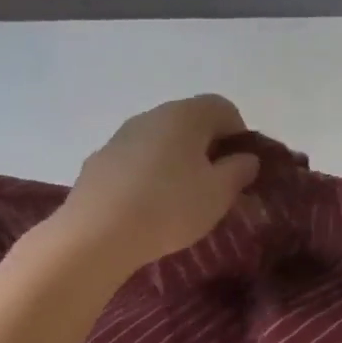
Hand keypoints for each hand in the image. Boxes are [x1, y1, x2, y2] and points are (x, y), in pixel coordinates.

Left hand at [59, 95, 259, 271]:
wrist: (95, 234)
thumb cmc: (170, 207)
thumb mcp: (219, 194)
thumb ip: (239, 171)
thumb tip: (245, 158)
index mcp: (185, 115)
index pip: (223, 108)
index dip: (239, 135)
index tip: (241, 168)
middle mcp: (151, 115)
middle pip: (190, 122)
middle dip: (207, 149)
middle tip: (215, 186)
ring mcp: (120, 137)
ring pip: (160, 142)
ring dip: (176, 162)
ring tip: (180, 201)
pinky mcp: (99, 162)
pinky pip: (136, 161)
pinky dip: (148, 176)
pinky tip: (147, 208)